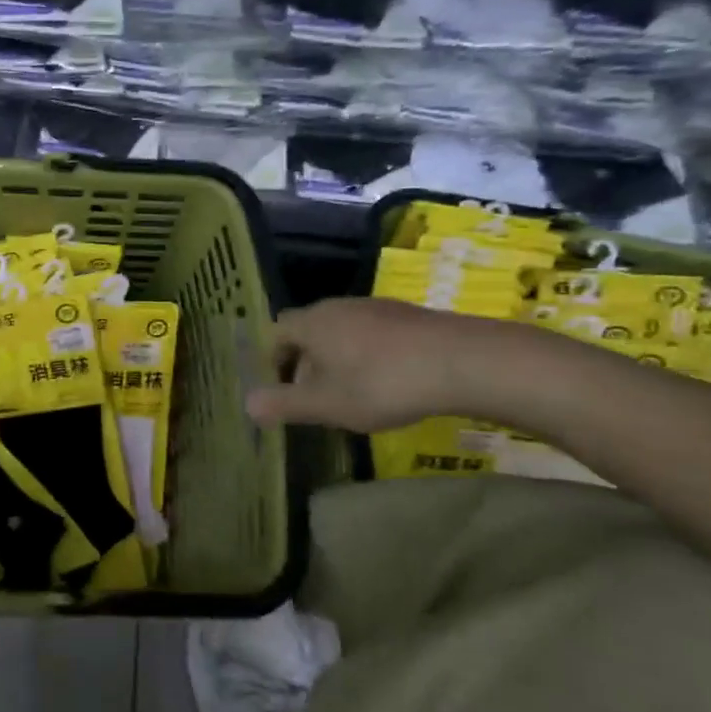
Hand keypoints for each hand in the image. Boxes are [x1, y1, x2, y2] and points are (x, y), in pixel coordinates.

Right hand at [246, 298, 528, 433]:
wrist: (463, 361)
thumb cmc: (381, 383)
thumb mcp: (325, 404)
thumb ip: (283, 405)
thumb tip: (247, 405)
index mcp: (311, 322)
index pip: (275, 333)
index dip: (272, 361)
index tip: (282, 391)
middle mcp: (338, 306)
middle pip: (307, 331)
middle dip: (305, 363)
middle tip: (314, 398)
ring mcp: (375, 307)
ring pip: (341, 332)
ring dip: (337, 360)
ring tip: (351, 394)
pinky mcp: (408, 315)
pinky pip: (372, 334)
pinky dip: (368, 356)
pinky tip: (388, 383)